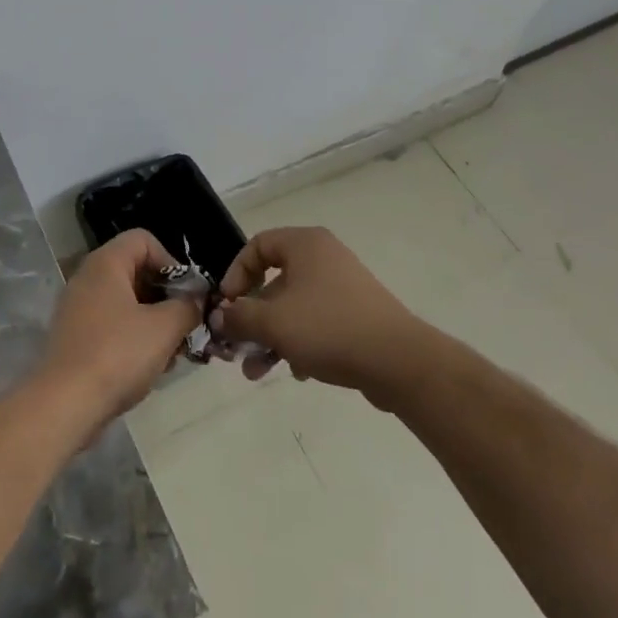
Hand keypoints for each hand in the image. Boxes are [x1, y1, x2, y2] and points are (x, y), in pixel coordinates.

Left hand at [37, 229, 200, 425]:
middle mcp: (88, 278)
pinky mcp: (75, 338)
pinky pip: (112, 326)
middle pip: (136, 272)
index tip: (186, 294)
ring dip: (154, 322)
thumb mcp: (165, 328)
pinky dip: (134, 339)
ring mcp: (78, 309)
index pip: (144, 239)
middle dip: (166, 297)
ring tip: (172, 352)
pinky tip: (151, 367)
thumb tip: (196, 301)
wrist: (64, 405)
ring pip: (127, 303)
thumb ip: (187, 307)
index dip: (171, 261)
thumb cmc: (117, 354)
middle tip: (185, 325)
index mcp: (106, 263)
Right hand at [216, 226, 428, 404]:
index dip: (235, 275)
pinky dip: (299, 343)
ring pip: (293, 307)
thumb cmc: (328, 328)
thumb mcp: (273, 322)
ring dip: (270, 338)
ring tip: (257, 373)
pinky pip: (315, 322)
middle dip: (251, 319)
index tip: (227, 307)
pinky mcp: (355, 314)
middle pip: (273, 281)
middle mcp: (323, 257)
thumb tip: (220, 317)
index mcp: (304, 245)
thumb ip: (239, 317)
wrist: (397, 361)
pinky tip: (297, 372)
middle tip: (236, 347)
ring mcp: (342, 286)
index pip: (256, 246)